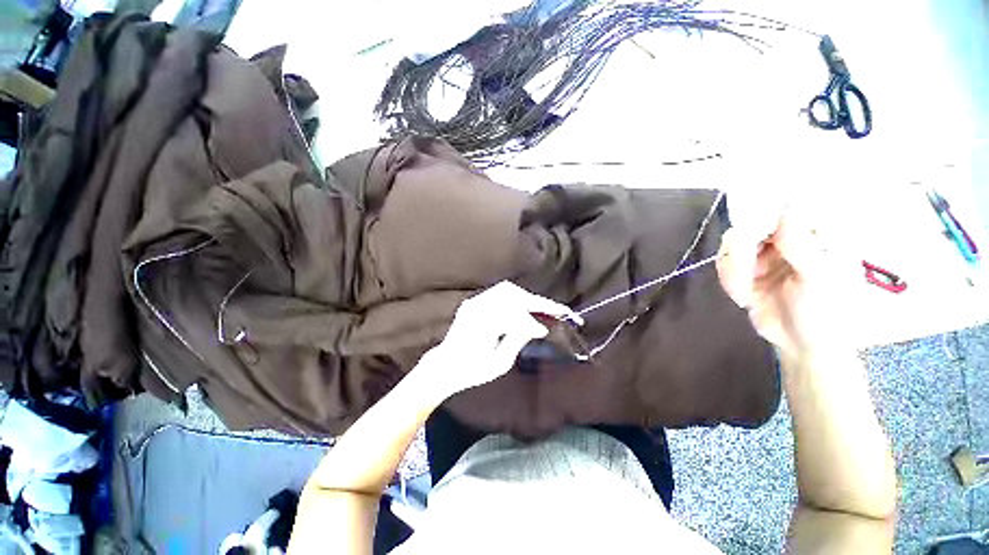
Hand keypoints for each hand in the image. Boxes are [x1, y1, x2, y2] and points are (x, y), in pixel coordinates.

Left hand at [419, 282, 580, 397]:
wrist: (445, 366)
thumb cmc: (471, 371)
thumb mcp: (499, 363)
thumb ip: (518, 340)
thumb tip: (538, 327)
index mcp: (480, 325)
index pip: (513, 313)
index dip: (533, 319)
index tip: (547, 328)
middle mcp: (475, 308)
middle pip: (511, 295)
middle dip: (535, 302)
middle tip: (555, 311)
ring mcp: (473, 302)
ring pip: (506, 290)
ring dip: (526, 298)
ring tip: (542, 309)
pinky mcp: (473, 302)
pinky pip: (498, 294)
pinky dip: (515, 299)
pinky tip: (524, 308)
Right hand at [717, 212, 848, 358]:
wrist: (805, 345)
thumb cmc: (827, 312)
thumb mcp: (820, 280)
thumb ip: (801, 247)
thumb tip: (784, 216)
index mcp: (817, 233)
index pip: (787, 208)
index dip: (765, 215)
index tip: (752, 236)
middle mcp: (789, 237)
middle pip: (753, 224)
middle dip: (743, 250)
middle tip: (745, 271)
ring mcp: (766, 253)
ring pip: (733, 244)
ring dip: (734, 269)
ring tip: (744, 292)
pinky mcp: (746, 269)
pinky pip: (725, 264)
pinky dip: (729, 280)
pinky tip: (743, 297)